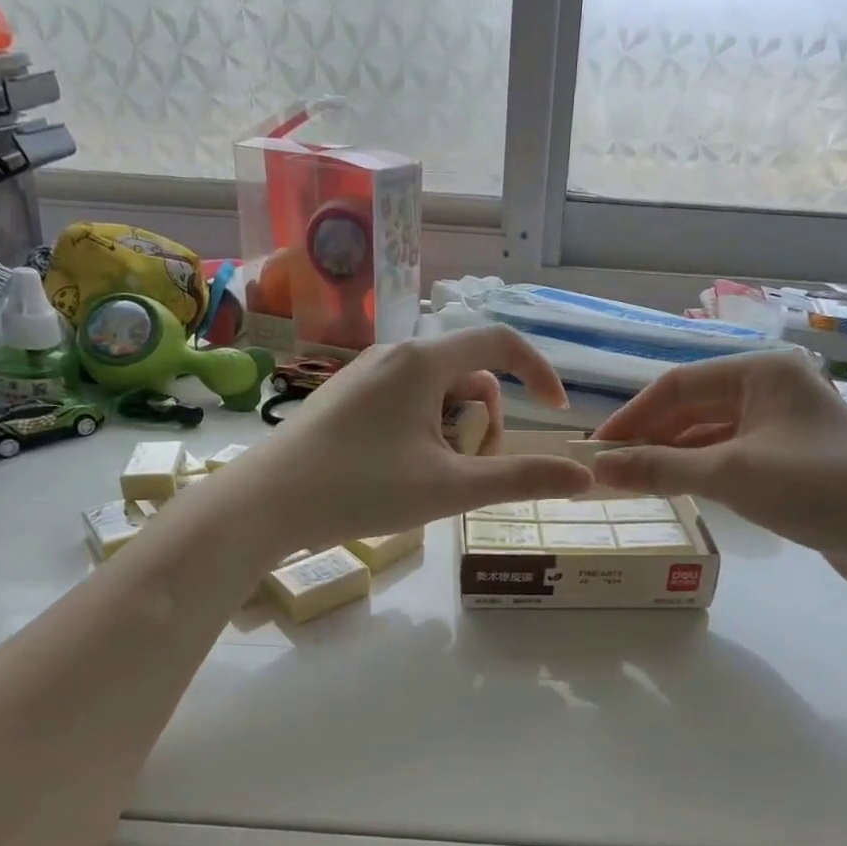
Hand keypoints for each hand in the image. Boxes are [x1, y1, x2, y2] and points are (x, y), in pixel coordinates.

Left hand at [226, 327, 593, 554]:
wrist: (264, 503)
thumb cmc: (360, 489)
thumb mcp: (450, 488)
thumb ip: (520, 479)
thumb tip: (582, 477)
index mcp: (422, 361)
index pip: (500, 341)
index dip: (538, 371)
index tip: (555, 410)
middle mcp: (394, 354)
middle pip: (469, 374)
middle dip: (483, 421)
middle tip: (464, 471)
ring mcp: (365, 374)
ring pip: (437, 392)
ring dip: (453, 431)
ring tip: (430, 478)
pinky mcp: (346, 396)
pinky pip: (406, 402)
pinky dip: (423, 432)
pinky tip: (399, 473)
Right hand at [590, 352, 846, 596]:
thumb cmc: (817, 487)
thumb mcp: (731, 474)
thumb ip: (661, 468)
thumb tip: (597, 467)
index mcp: (760, 372)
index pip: (677, 385)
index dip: (632, 416)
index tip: (596, 449)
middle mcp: (769, 388)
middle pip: (692, 407)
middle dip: (649, 437)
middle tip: (608, 469)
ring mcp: (780, 424)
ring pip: (708, 433)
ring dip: (670, 455)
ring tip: (631, 481)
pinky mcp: (787, 457)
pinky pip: (728, 454)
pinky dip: (697, 469)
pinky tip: (673, 487)